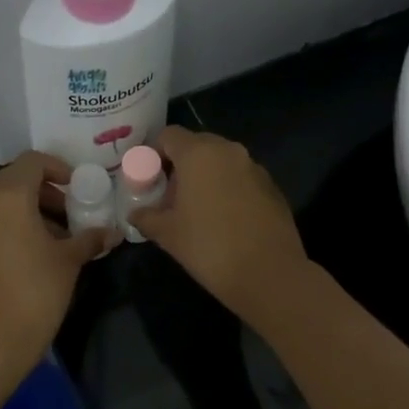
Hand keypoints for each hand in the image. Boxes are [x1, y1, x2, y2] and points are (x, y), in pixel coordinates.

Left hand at [0, 151, 108, 371]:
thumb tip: (111, 232)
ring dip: (26, 210)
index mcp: (8, 196)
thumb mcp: (69, 261)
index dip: (58, 169)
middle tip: (68, 215)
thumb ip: (90, 238)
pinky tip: (28, 254)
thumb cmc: (36, 291)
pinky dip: (8, 226)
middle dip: (44, 192)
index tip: (77, 189)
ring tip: (52, 238)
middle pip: (14, 180)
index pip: (32, 162)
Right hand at [128, 127, 311, 324]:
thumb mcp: (167, 234)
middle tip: (169, 196)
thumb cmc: (209, 247)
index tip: (148, 179)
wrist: (268, 273)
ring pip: (221, 162)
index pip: (168, 135)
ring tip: (196, 210)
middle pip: (196, 145)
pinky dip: (228, 189)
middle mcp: (229, 151)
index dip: (153, 153)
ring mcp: (255, 167)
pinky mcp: (272, 187)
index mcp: (199, 154)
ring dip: (205, 177)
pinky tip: (224, 220)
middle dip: (179, 166)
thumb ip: (146, 217)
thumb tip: (136, 212)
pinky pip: (241, 178)